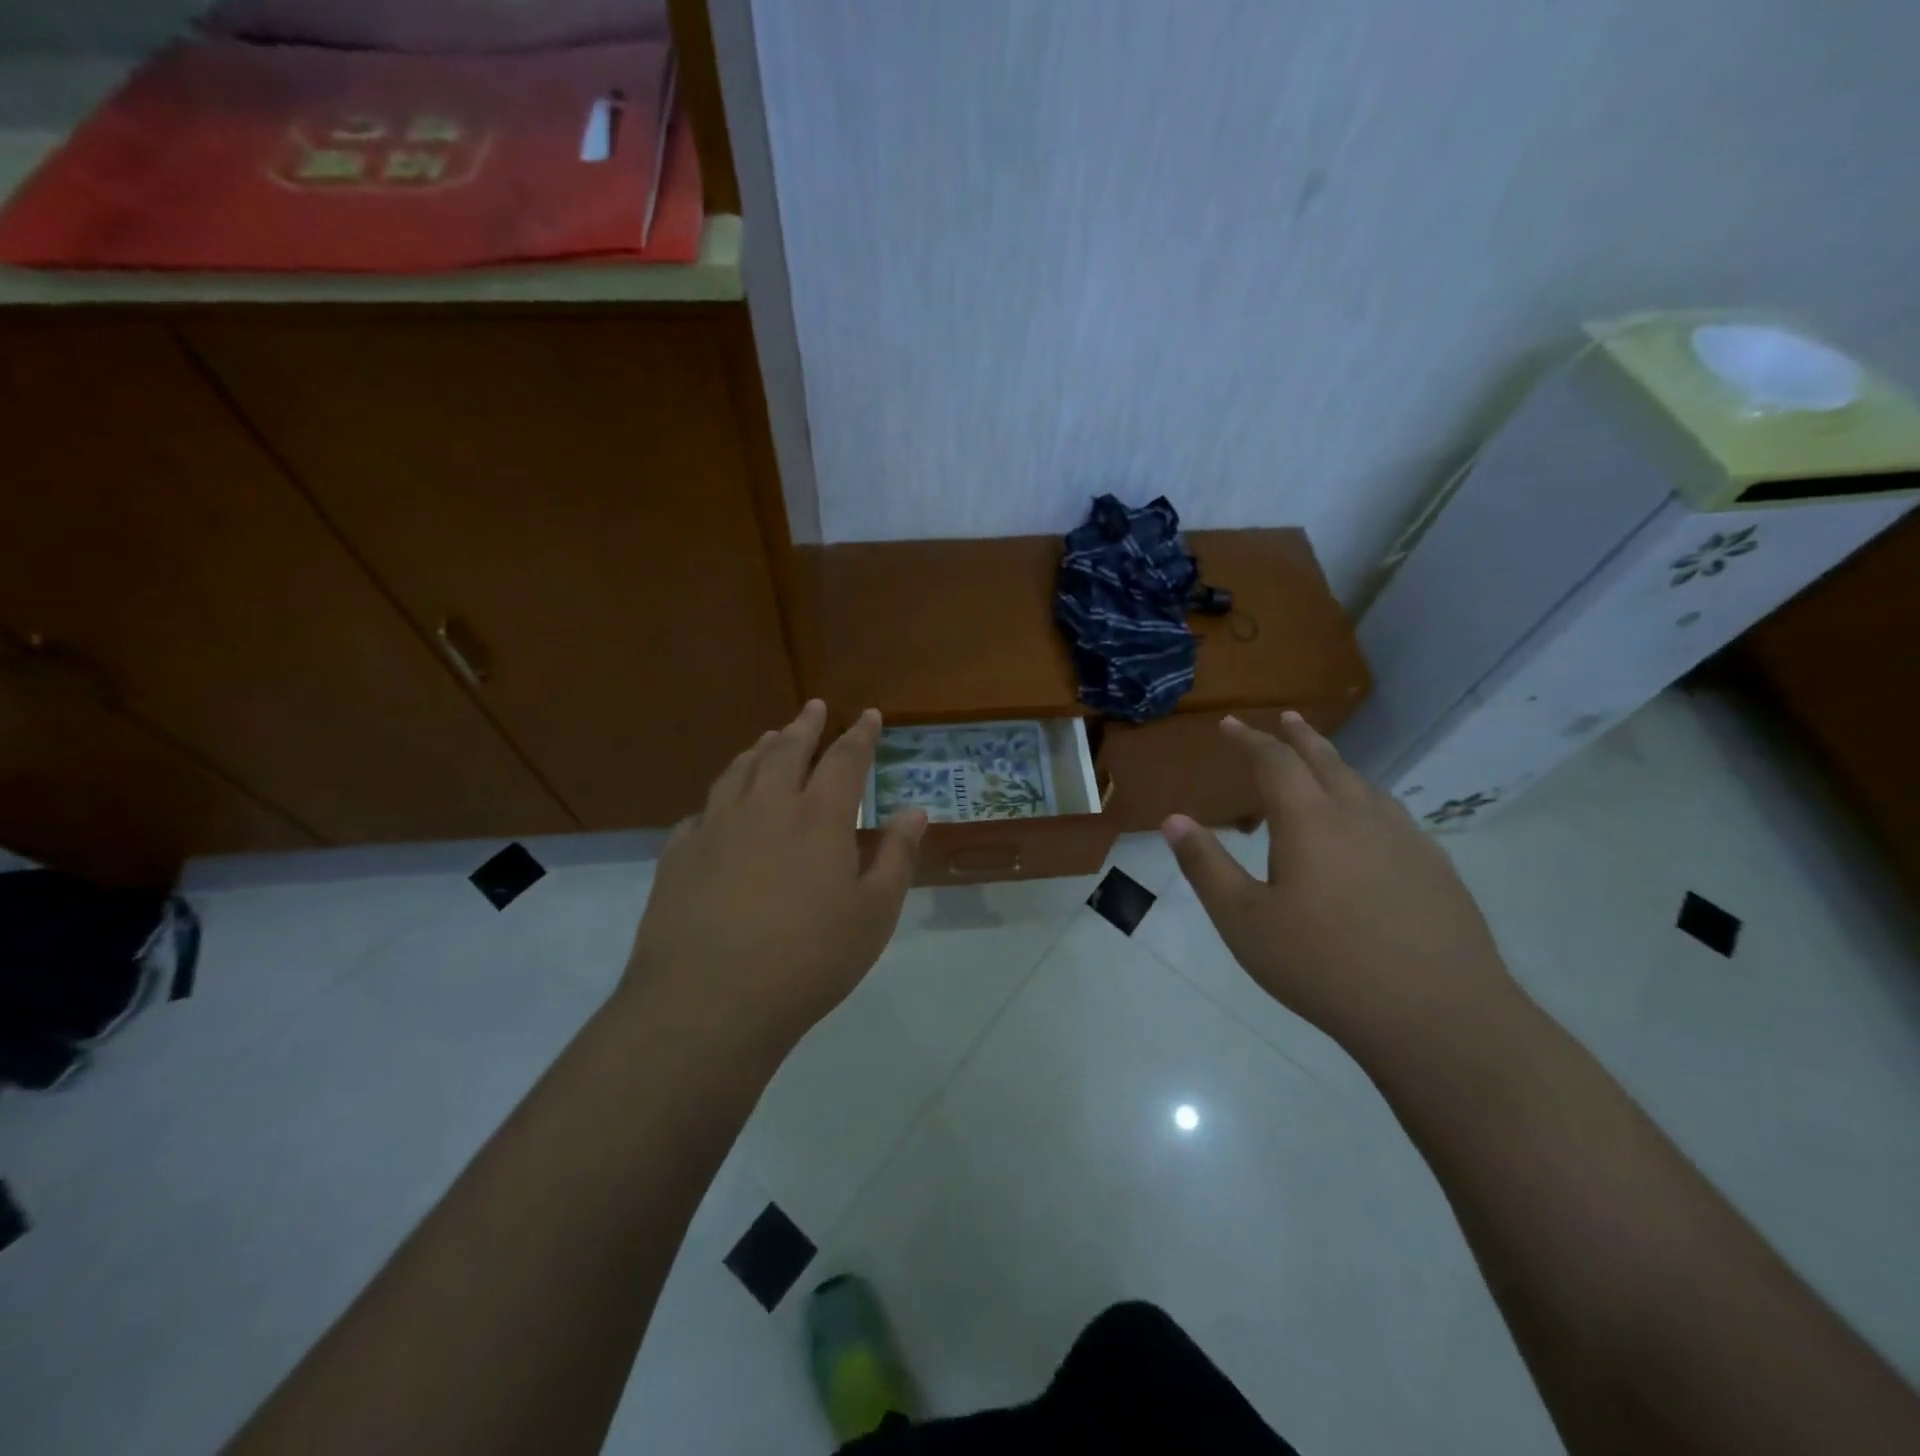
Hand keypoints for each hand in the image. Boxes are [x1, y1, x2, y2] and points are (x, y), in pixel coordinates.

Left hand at [622, 701, 925, 1056]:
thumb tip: (916, 812)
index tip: (869, 715)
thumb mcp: (874, 914)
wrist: (709, 1001)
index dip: (860, 734)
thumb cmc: (809, 960)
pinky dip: (720, 798)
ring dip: (759, 750)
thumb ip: (897, 857)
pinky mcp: (679, 854)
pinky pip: (702, 811)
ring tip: (769, 739)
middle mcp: (766, 807)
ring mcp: (715, 827)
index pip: (845, 759)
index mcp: (818, 817)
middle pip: (786, 750)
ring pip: (739, 771)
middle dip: (805, 726)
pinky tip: (719, 808)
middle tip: (814, 708)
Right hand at [1162, 713, 1512, 1050]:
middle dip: (1299, 735)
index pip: (1274, 761)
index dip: (1249, 739)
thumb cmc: (1322, 966)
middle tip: (1284, 717)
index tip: (1230, 724)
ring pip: (1364, 785)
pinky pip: (1393, 816)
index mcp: (1309, 820)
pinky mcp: (1436, 868)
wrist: (1437, 1016)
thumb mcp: (1243, 920)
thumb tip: (1173, 820)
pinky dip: (1368, 801)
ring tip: (1322, 763)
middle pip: (1326, 760)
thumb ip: (1206, 865)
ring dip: (1336, 765)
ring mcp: (1405, 839)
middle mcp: (1359, 815)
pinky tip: (1370, 825)